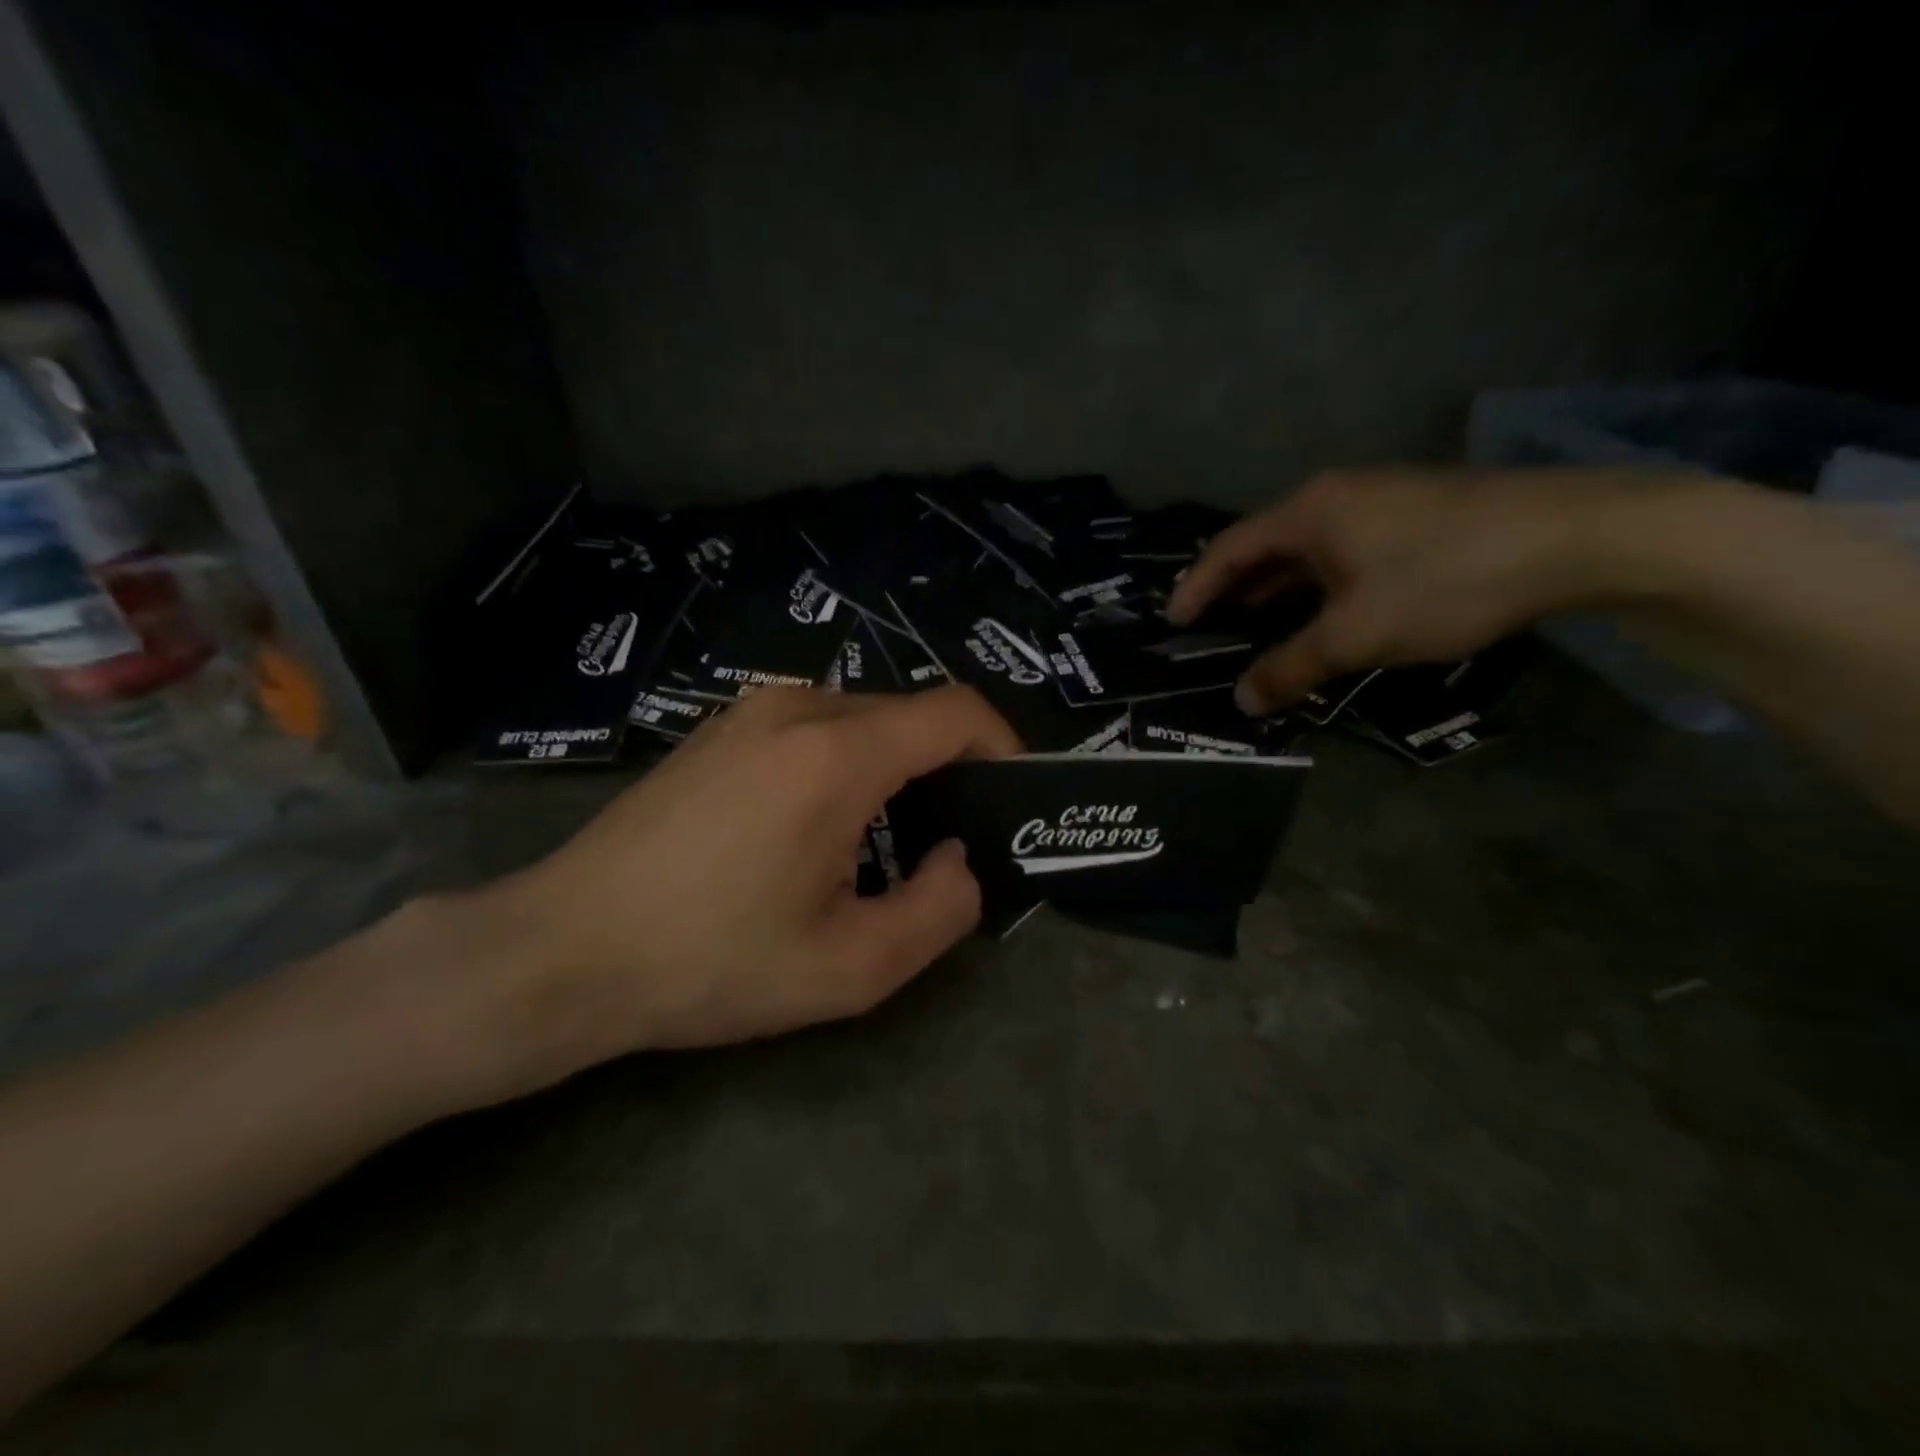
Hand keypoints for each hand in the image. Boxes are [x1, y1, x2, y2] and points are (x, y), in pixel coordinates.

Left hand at [425, 685, 1021, 1107]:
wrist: (564, 948)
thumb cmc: (709, 962)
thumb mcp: (849, 969)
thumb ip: (939, 910)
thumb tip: (959, 859)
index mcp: (838, 754)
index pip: (957, 712)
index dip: (1002, 747)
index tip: (1009, 800)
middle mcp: (798, 708)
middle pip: (911, 717)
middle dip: (946, 773)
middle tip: (942, 850)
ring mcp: (751, 711)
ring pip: (863, 720)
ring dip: (893, 772)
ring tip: (877, 849)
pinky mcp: (721, 727)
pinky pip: (814, 727)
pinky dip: (845, 764)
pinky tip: (813, 831)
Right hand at [1166, 467, 1684, 713]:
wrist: (1579, 536)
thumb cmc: (1445, 579)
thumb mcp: (1357, 634)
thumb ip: (1292, 666)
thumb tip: (1243, 701)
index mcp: (1308, 512)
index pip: (1228, 549)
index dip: (1195, 587)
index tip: (1173, 622)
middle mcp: (1335, 496)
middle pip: (1263, 546)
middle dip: (1232, 589)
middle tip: (1208, 629)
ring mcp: (1378, 502)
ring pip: (1305, 551)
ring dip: (1276, 590)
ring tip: (1254, 627)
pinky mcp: (1414, 517)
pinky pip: (1340, 554)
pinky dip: (1316, 586)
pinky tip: (1322, 614)